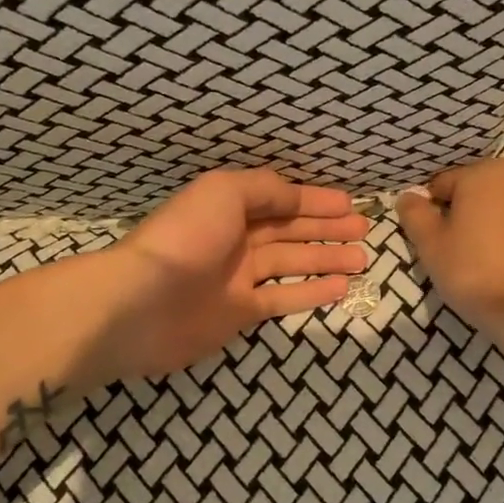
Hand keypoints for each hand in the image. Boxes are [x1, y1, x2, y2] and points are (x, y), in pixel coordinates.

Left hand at [98, 169, 369, 379]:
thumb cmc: (184, 238)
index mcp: (229, 207)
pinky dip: (311, 293)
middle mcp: (236, 239)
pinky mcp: (240, 313)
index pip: (281, 200)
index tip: (350, 202)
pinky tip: (341, 287)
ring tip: (363, 258)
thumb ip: (264, 189)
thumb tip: (295, 196)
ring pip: (292, 264)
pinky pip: (283, 298)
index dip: (315, 199)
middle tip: (364, 229)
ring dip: (326, 258)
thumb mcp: (224, 192)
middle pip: (290, 230)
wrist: (140, 304)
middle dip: (326, 227)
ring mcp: (238, 278)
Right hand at [397, 159, 503, 334]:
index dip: (436, 212)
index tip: (438, 242)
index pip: (446, 184)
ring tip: (503, 262)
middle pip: (486, 190)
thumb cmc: (478, 276)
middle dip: (475, 214)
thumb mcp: (432, 248)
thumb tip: (408, 196)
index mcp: (487, 173)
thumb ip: (415, 215)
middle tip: (469, 254)